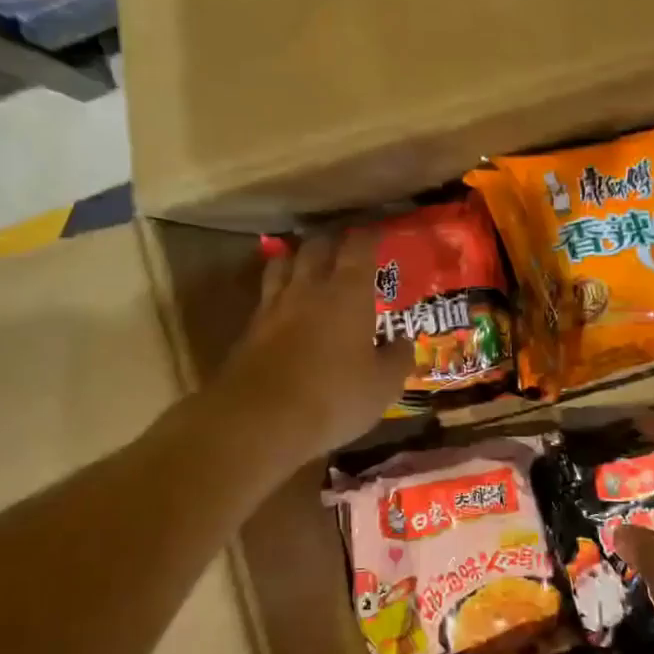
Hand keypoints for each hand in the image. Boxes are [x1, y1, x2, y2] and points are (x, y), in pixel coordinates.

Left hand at [211, 230, 414, 468]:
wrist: (260, 420)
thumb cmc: (334, 397)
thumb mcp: (382, 386)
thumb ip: (397, 359)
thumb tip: (404, 342)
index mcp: (347, 293)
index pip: (358, 247)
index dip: (368, 236)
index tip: (376, 233)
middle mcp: (308, 289)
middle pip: (315, 246)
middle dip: (330, 241)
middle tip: (342, 247)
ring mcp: (273, 307)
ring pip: (282, 264)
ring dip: (296, 259)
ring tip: (305, 265)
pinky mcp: (249, 330)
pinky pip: (265, 297)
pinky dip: (277, 293)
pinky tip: (283, 307)